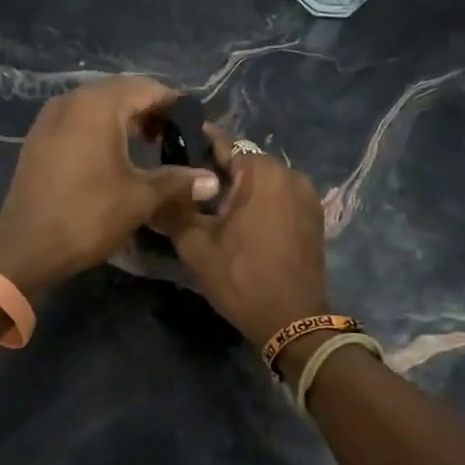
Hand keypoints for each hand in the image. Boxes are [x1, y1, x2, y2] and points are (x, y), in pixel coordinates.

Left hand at [0, 77, 221, 294]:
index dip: (175, 105)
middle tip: (174, 136)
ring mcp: (50, 118)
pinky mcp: (39, 139)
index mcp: (98, 105)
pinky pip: (78, 121)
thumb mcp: (140, 198)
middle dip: (150, 110)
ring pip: (97, 106)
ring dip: (125, 120)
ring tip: (150, 145)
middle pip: (121, 92)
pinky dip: (101, 130)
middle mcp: (72, 100)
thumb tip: (212, 180)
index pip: (148, 88)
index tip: (196, 126)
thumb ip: (178, 181)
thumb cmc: (88, 216)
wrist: (26, 247)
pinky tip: (114, 156)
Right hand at [154, 145, 329, 346]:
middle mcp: (290, 174)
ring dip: (238, 190)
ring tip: (209, 208)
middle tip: (185, 188)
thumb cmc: (242, 278)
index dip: (194, 145)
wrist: (293, 321)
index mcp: (262, 172)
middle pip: (244, 162)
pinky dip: (258, 203)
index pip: (223, 143)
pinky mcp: (313, 217)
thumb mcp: (196, 246)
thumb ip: (172, 210)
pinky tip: (238, 223)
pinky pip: (278, 198)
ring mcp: (307, 196)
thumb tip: (151, 193)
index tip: (171, 150)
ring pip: (262, 181)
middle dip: (215, 172)